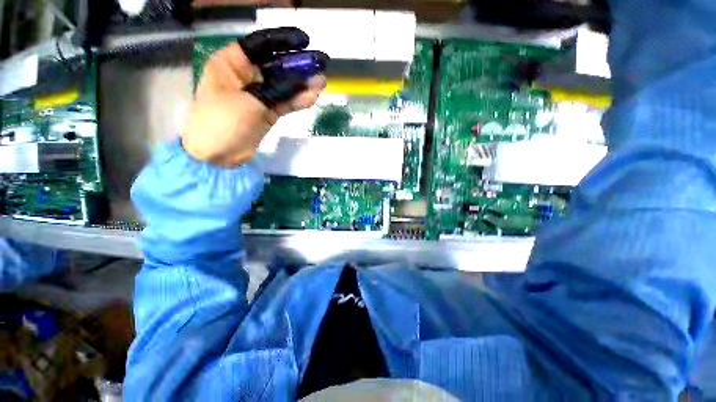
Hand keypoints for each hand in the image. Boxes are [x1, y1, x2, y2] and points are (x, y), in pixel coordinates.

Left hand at [182, 27, 326, 166]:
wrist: (217, 155)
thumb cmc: (223, 122)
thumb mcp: (252, 103)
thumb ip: (280, 91)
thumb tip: (306, 82)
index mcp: (231, 64)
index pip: (260, 45)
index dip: (282, 41)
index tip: (304, 41)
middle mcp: (245, 76)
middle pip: (275, 66)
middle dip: (298, 65)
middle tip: (320, 63)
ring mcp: (257, 95)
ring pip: (283, 86)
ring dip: (302, 85)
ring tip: (322, 81)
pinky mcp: (266, 112)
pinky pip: (284, 103)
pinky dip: (297, 101)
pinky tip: (312, 97)